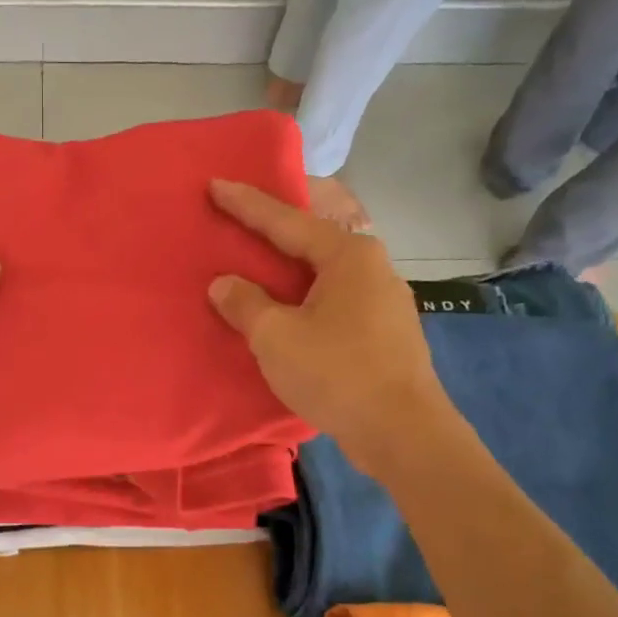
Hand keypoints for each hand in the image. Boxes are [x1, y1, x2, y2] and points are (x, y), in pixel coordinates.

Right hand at [207, 179, 444, 451]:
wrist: (402, 431)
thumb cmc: (336, 374)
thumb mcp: (276, 338)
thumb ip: (245, 304)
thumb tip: (224, 284)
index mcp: (347, 254)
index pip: (287, 219)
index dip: (247, 204)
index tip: (215, 184)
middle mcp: (371, 264)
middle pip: (317, 231)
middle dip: (281, 220)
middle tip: (246, 211)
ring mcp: (383, 296)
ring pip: (329, 264)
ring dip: (295, 258)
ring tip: (263, 257)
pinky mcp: (384, 327)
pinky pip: (336, 292)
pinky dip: (308, 287)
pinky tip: (293, 301)